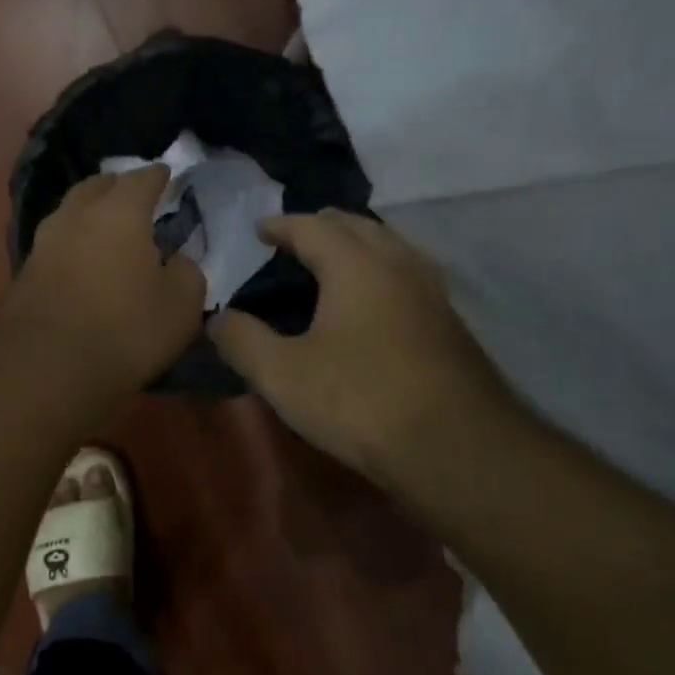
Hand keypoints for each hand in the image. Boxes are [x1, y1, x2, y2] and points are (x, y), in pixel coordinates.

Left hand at [0, 165, 207, 394]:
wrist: (44, 370)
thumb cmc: (124, 331)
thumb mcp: (181, 306)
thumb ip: (187, 273)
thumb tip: (176, 260)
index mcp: (119, 212)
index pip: (142, 179)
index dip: (158, 176)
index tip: (167, 175)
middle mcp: (77, 215)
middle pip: (97, 186)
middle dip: (117, 185)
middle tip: (134, 195)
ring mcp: (45, 242)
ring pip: (71, 212)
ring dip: (90, 212)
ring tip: (107, 225)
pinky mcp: (25, 272)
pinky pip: (57, 242)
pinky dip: (74, 241)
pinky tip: (82, 258)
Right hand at [209, 210, 519, 482]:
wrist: (458, 448)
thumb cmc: (361, 401)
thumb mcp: (283, 375)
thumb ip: (242, 340)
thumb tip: (216, 319)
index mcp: (355, 264)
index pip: (312, 226)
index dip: (281, 225)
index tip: (260, 229)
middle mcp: (398, 263)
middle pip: (356, 225)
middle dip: (321, 227)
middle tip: (292, 241)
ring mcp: (431, 290)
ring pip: (389, 246)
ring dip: (356, 245)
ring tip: (330, 266)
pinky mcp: (449, 321)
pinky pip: (406, 273)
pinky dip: (379, 271)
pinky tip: (371, 303)